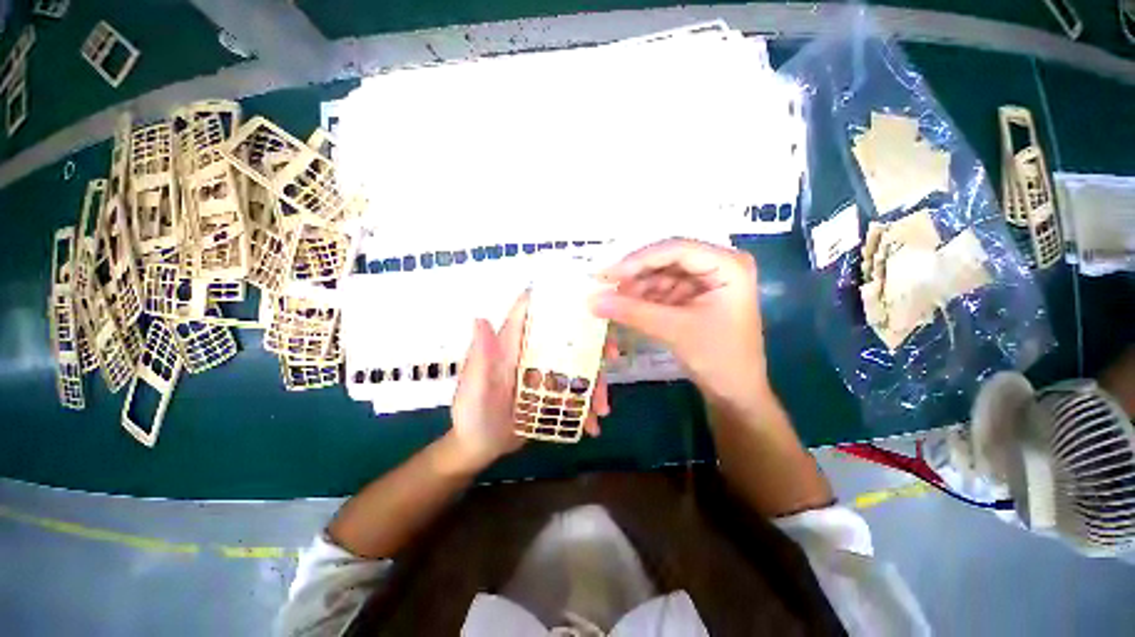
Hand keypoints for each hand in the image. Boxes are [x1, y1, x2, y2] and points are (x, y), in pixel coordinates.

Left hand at [449, 291, 611, 469]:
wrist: (477, 448)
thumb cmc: (471, 414)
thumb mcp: (475, 388)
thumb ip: (481, 357)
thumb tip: (480, 318)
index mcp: (512, 344)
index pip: (531, 310)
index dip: (555, 299)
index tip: (587, 300)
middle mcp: (531, 352)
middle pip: (566, 337)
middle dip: (593, 343)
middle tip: (612, 356)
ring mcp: (544, 372)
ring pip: (577, 365)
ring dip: (595, 382)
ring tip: (602, 409)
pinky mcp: (551, 392)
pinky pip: (575, 391)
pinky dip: (587, 404)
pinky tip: (592, 424)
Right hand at [590, 239, 768, 405]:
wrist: (735, 392)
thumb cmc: (717, 358)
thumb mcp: (674, 330)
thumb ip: (632, 311)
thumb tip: (591, 300)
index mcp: (728, 265)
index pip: (676, 250)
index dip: (638, 260)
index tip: (607, 275)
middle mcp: (720, 265)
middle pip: (668, 260)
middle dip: (636, 275)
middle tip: (604, 287)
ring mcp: (708, 280)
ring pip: (663, 275)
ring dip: (638, 288)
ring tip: (612, 302)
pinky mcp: (698, 296)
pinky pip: (665, 289)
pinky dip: (646, 298)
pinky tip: (627, 307)